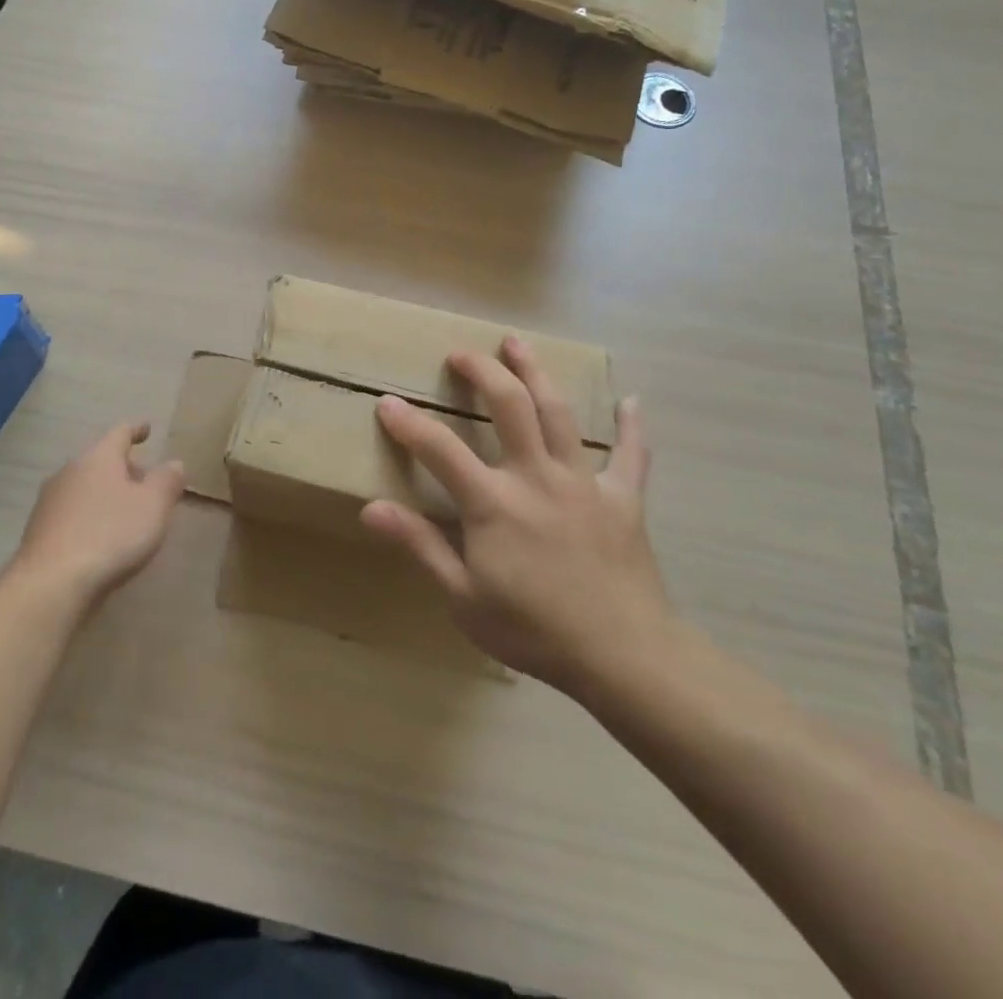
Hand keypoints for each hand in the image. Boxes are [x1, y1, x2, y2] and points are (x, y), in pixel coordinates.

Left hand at [12, 422, 184, 610]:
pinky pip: (72, 512)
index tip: (147, 428)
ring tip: (124, 510)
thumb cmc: (111, 534)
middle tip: (144, 479)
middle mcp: (70, 471)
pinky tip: (100, 536)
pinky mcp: (39, 530)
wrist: (51, 583)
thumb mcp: (153, 506)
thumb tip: (174, 463)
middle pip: (100, 460)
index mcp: (98, 458)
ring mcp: (49, 501)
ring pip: (84, 486)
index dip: (136, 430)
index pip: (120, 433)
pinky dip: (89, 515)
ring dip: (105, 493)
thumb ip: (167, 481)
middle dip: (123, 467)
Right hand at [361, 337, 672, 698]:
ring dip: (536, 373)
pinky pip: (630, 455)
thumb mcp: (463, 597)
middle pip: (509, 406)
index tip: (387, 402)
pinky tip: (631, 402)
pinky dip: (630, 427)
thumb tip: (371, 508)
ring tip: (517, 343)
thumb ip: (420, 545)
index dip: (409, 422)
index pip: (440, 449)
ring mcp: (583, 482)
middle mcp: (536, 477)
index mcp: (494, 502)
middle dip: (482, 371)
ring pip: (558, 413)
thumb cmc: (534, 631)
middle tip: (461, 353)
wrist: (625, 658)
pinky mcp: (623, 498)